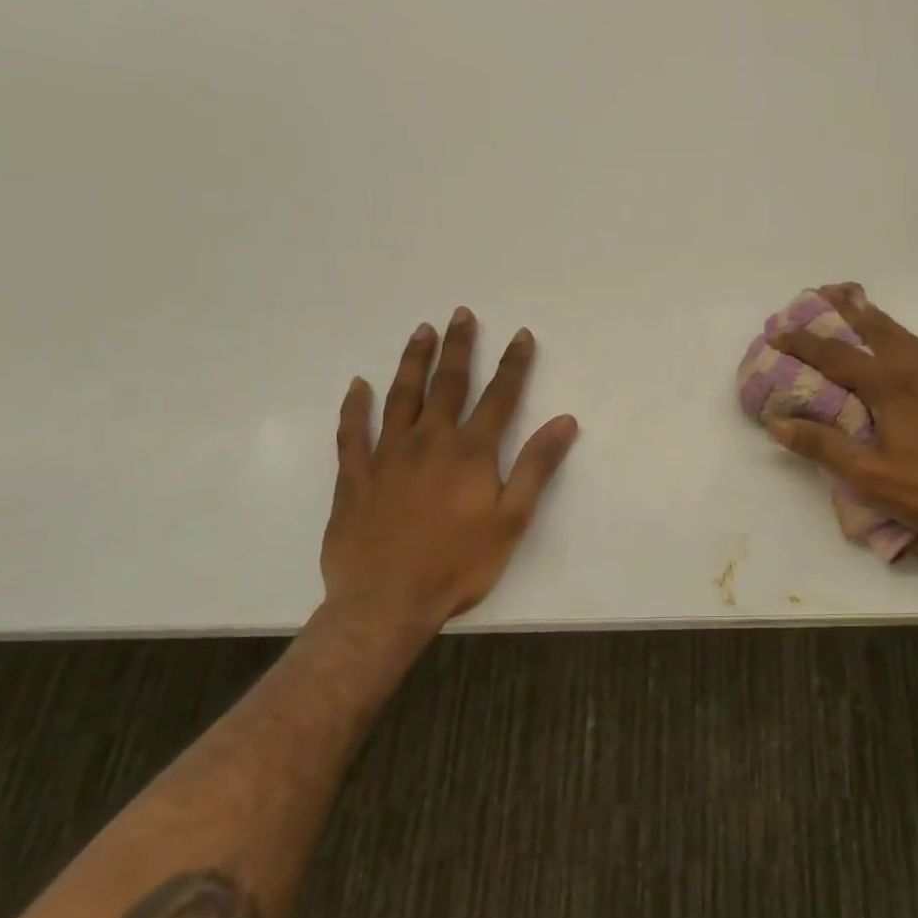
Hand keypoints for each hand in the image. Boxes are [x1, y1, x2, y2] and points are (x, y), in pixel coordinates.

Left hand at [319, 309, 578, 641]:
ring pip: (400, 397)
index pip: (499, 396)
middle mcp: (429, 442)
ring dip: (413, 362)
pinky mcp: (354, 476)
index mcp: (471, 452)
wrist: (385, 603)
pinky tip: (357, 386)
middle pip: (447, 384)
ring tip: (421, 331)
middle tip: (461, 314)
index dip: (513, 364)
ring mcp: (387, 456)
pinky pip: (351, 432)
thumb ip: (536, 466)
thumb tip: (565, 421)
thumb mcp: (512, 519)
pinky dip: (354, 407)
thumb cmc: (458, 564)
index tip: (521, 334)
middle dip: (459, 347)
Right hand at [767, 284, 917, 555]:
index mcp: (892, 385)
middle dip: (850, 309)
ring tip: (865, 313)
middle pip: (879, 329)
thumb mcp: (869, 475)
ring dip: (882, 324)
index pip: (837, 356)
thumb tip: (779, 424)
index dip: (804, 343)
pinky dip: (912, 346)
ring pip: (910, 338)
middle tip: (829, 290)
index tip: (778, 332)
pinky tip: (914, 359)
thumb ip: (823, 446)